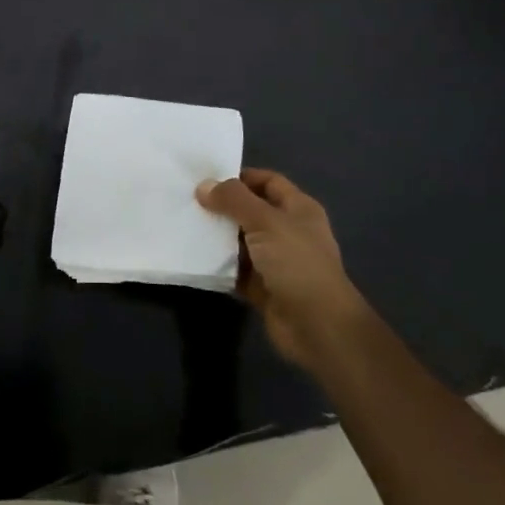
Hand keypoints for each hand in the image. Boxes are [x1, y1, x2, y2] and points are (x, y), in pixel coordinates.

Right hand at [197, 168, 370, 374]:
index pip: (268, 182)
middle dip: (223, 207)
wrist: (318, 326)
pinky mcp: (264, 288)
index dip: (241, 178)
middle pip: (251, 211)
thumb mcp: (265, 221)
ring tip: (186, 226)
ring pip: (241, 242)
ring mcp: (276, 262)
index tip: (208, 179)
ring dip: (218, 237)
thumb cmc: (297, 263)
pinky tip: (194, 258)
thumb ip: (233, 200)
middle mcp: (288, 232)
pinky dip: (219, 266)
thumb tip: (203, 186)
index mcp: (298, 209)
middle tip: (190, 202)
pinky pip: (236, 271)